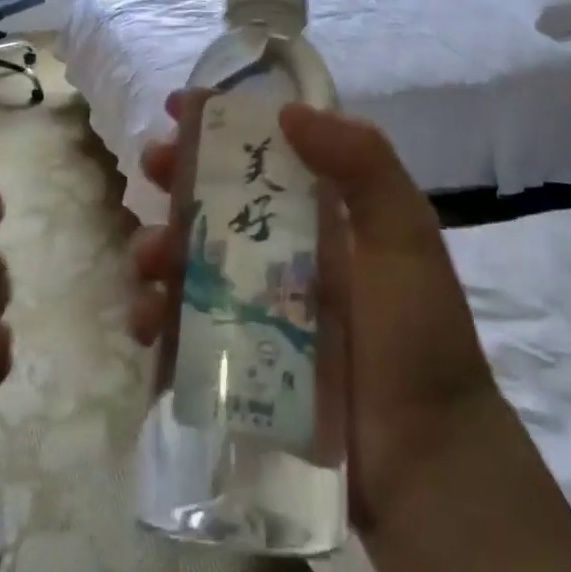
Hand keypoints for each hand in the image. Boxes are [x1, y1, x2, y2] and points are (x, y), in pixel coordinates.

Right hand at [127, 96, 498, 534]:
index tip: (179, 106)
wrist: (424, 465)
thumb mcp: (404, 236)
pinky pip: (176, 326)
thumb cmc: (415, 339)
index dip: (219, 126)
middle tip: (153, 166)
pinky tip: (147, 319)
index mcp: (318, 215)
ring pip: (185, 259)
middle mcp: (280, 251)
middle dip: (176, 177)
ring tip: (151, 260)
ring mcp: (251, 306)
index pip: (260, 154)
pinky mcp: (230, 359)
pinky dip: (152, 314)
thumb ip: (363, 163)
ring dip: (155, 246)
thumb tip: (289, 111)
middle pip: (213, 200)